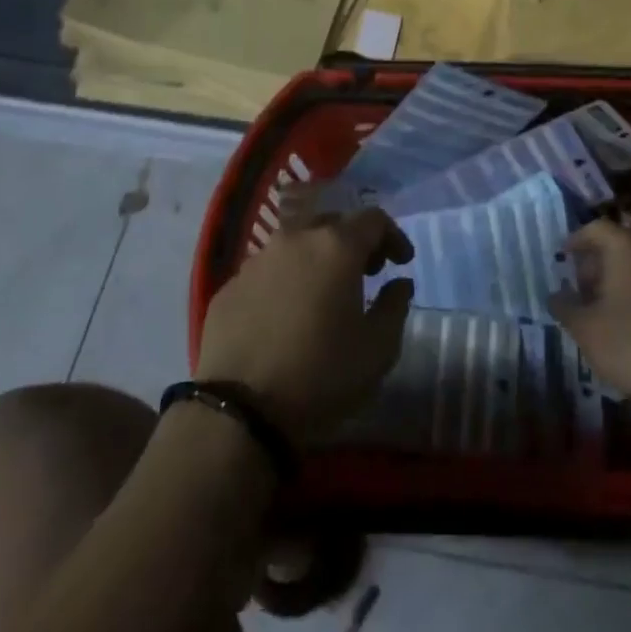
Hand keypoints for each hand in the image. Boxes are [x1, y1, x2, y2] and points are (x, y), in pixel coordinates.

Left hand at [195, 209, 413, 444]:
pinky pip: (266, 272)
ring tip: (324, 295)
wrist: (239, 412)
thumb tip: (400, 283)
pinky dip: (284, 282)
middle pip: (332, 224)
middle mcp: (294, 239)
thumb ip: (396, 306)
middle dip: (354, 243)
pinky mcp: (229, 287)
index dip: (393, 237)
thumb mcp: (378, 348)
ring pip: (295, 245)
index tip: (401, 263)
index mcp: (336, 246)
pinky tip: (286, 316)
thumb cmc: (321, 375)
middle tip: (366, 273)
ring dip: (316, 260)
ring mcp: (256, 261)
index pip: (373, 219)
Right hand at [550, 218, 630, 409]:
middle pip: (619, 245)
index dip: (575, 240)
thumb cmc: (629, 343)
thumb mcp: (584, 327)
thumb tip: (555, 295)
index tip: (562, 258)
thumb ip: (564, 306)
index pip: (596, 228)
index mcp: (627, 247)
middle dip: (595, 263)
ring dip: (616, 279)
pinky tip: (626, 322)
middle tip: (578, 288)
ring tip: (599, 308)